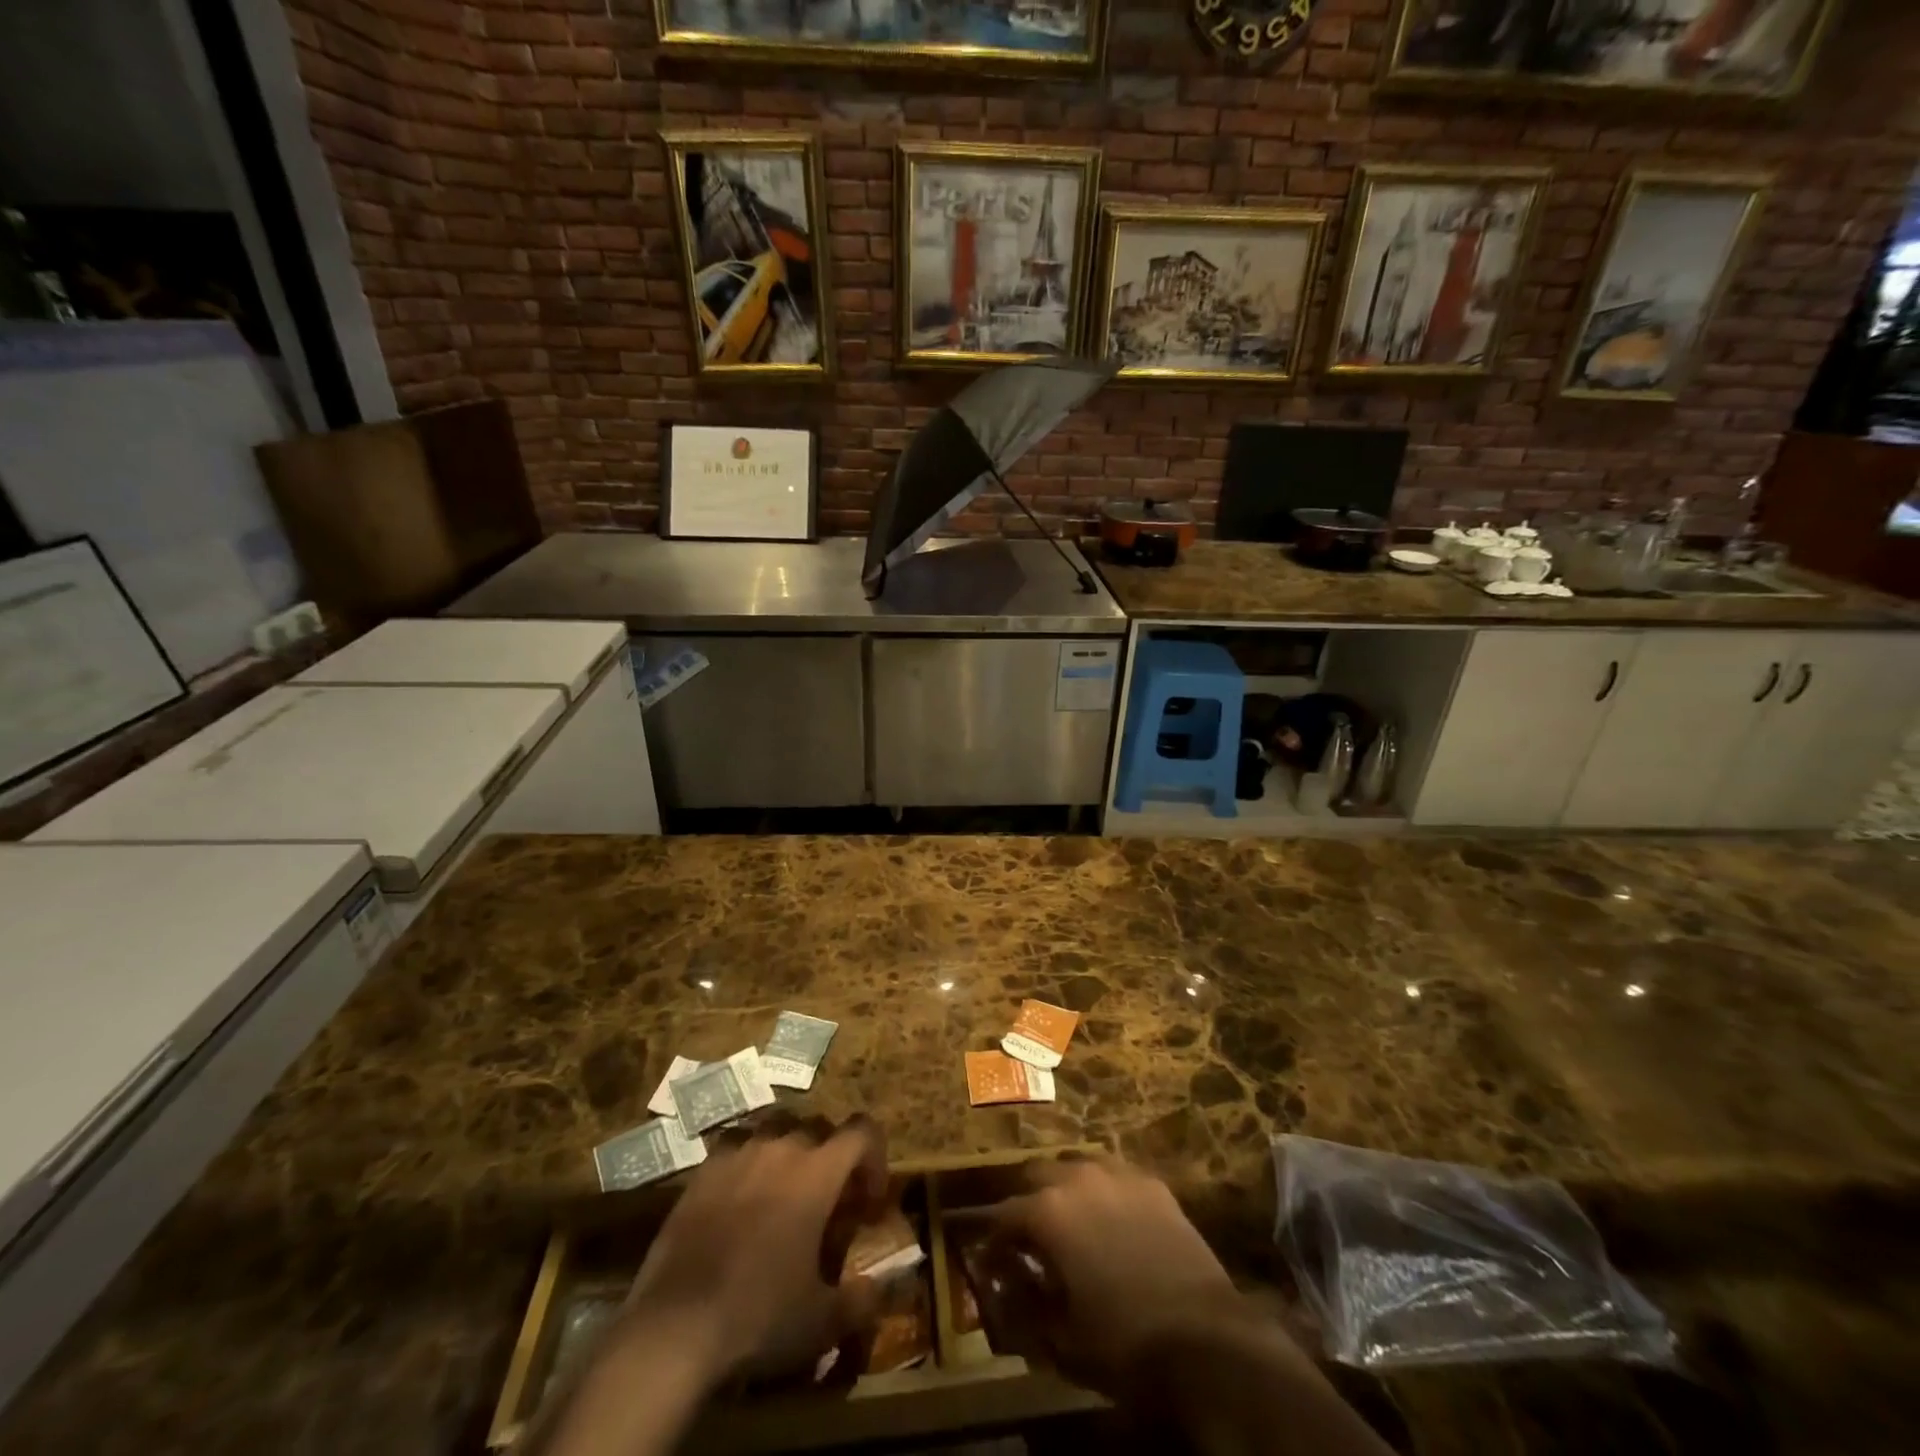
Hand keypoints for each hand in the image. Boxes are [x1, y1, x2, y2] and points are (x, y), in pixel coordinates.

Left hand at [621, 1117, 889, 1388]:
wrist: (676, 1326)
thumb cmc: (760, 1315)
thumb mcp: (822, 1322)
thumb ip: (859, 1301)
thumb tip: (875, 1289)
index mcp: (818, 1171)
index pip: (862, 1131)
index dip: (874, 1158)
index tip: (868, 1201)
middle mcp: (782, 1146)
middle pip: (819, 1128)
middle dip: (831, 1157)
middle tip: (827, 1202)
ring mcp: (739, 1152)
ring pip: (777, 1128)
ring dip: (789, 1152)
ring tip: (783, 1193)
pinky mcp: (704, 1169)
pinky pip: (737, 1144)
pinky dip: (748, 1160)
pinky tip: (741, 1196)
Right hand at [979, 1154, 1265, 1394]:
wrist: (1204, 1338)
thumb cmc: (1123, 1343)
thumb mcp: (1062, 1339)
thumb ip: (1026, 1306)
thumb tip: (1006, 1287)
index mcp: (1047, 1212)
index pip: (1004, 1216)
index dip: (993, 1240)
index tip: (990, 1261)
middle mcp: (1077, 1178)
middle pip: (1038, 1176)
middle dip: (1027, 1202)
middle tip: (1028, 1236)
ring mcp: (1119, 1175)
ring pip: (1077, 1167)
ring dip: (1066, 1190)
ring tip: (1070, 1222)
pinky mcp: (1153, 1184)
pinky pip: (1115, 1176)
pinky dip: (1103, 1192)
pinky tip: (1111, 1219)